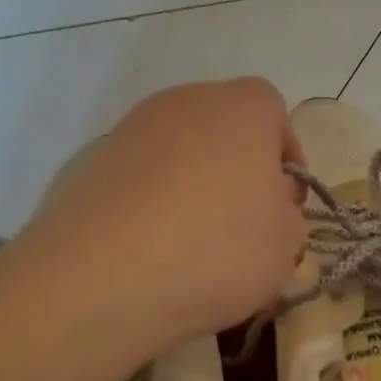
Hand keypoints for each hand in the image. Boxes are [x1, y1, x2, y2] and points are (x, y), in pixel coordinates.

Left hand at [19, 79, 305, 345]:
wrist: (104, 278)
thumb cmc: (219, 249)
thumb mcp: (286, 243)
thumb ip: (288, 214)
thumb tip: (267, 206)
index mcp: (242, 108)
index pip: (273, 110)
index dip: (285, 154)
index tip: (285, 200)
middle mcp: (185, 102)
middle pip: (223, 126)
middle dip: (239, 167)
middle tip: (245, 220)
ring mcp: (132, 129)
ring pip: (179, 150)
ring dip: (194, 184)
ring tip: (196, 241)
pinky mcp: (92, 164)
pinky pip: (141, 177)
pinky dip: (153, 202)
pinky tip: (154, 248)